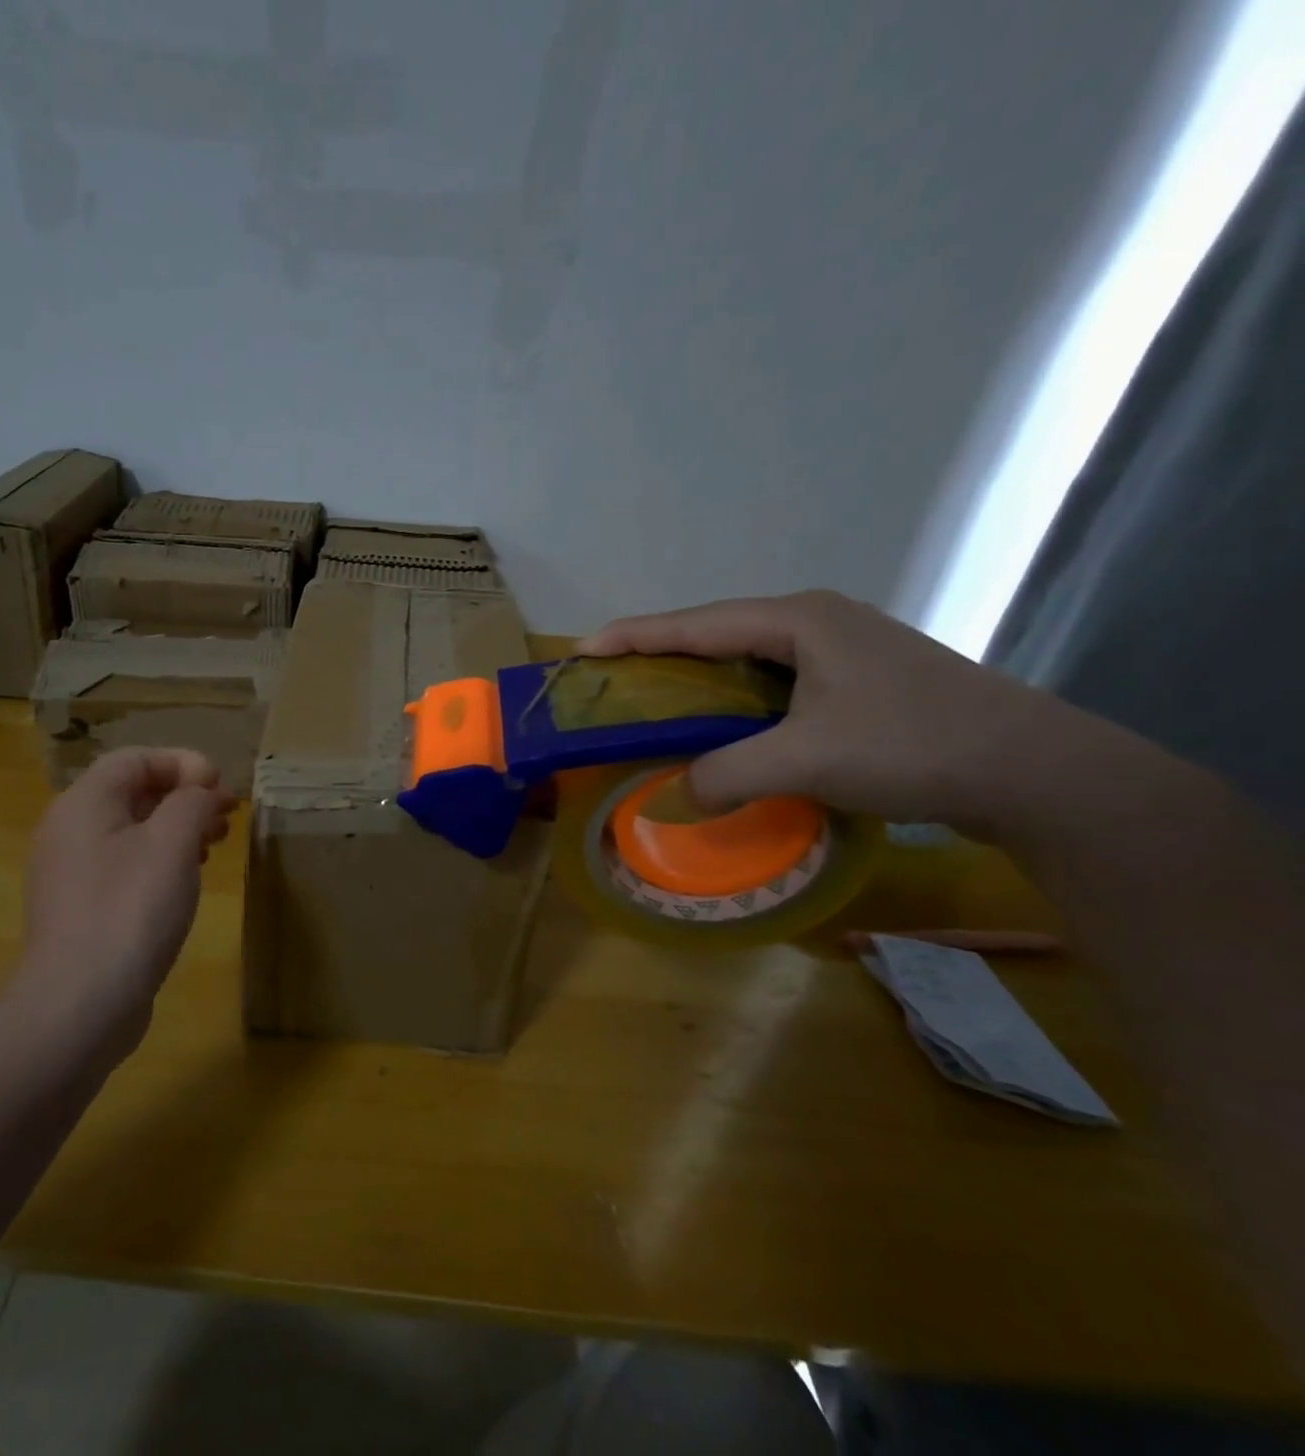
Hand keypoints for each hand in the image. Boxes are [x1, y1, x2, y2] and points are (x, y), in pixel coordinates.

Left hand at [16, 748, 235, 1053]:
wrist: (79, 1006)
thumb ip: (192, 802)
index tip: (221, 787)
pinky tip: (186, 880)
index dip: (183, 763)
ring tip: (216, 843)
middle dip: (184, 796)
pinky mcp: (81, 908)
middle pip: (132, 792)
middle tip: (227, 814)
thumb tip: (201, 791)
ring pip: (131, 830)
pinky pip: (124, 865)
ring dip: (176, 828)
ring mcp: (71, 872)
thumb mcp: (172, 843)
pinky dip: (159, 860)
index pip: (135, 758)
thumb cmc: (129, 910)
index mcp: (84, 803)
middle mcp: (69, 830)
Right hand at [579, 591, 1079, 835]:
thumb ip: (726, 774)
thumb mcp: (806, 761)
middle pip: (716, 632)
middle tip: (611, 679)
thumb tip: (672, 796)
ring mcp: (841, 649)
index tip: (582, 652)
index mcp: (797, 619)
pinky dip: (733, 699)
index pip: (694, 623)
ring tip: (652, 699)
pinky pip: (773, 681)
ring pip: (745, 657)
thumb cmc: (913, 746)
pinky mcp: (857, 680)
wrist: (1035, 771)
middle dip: (659, 653)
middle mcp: (815, 621)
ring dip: (697, 677)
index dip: (633, 636)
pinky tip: (719, 723)